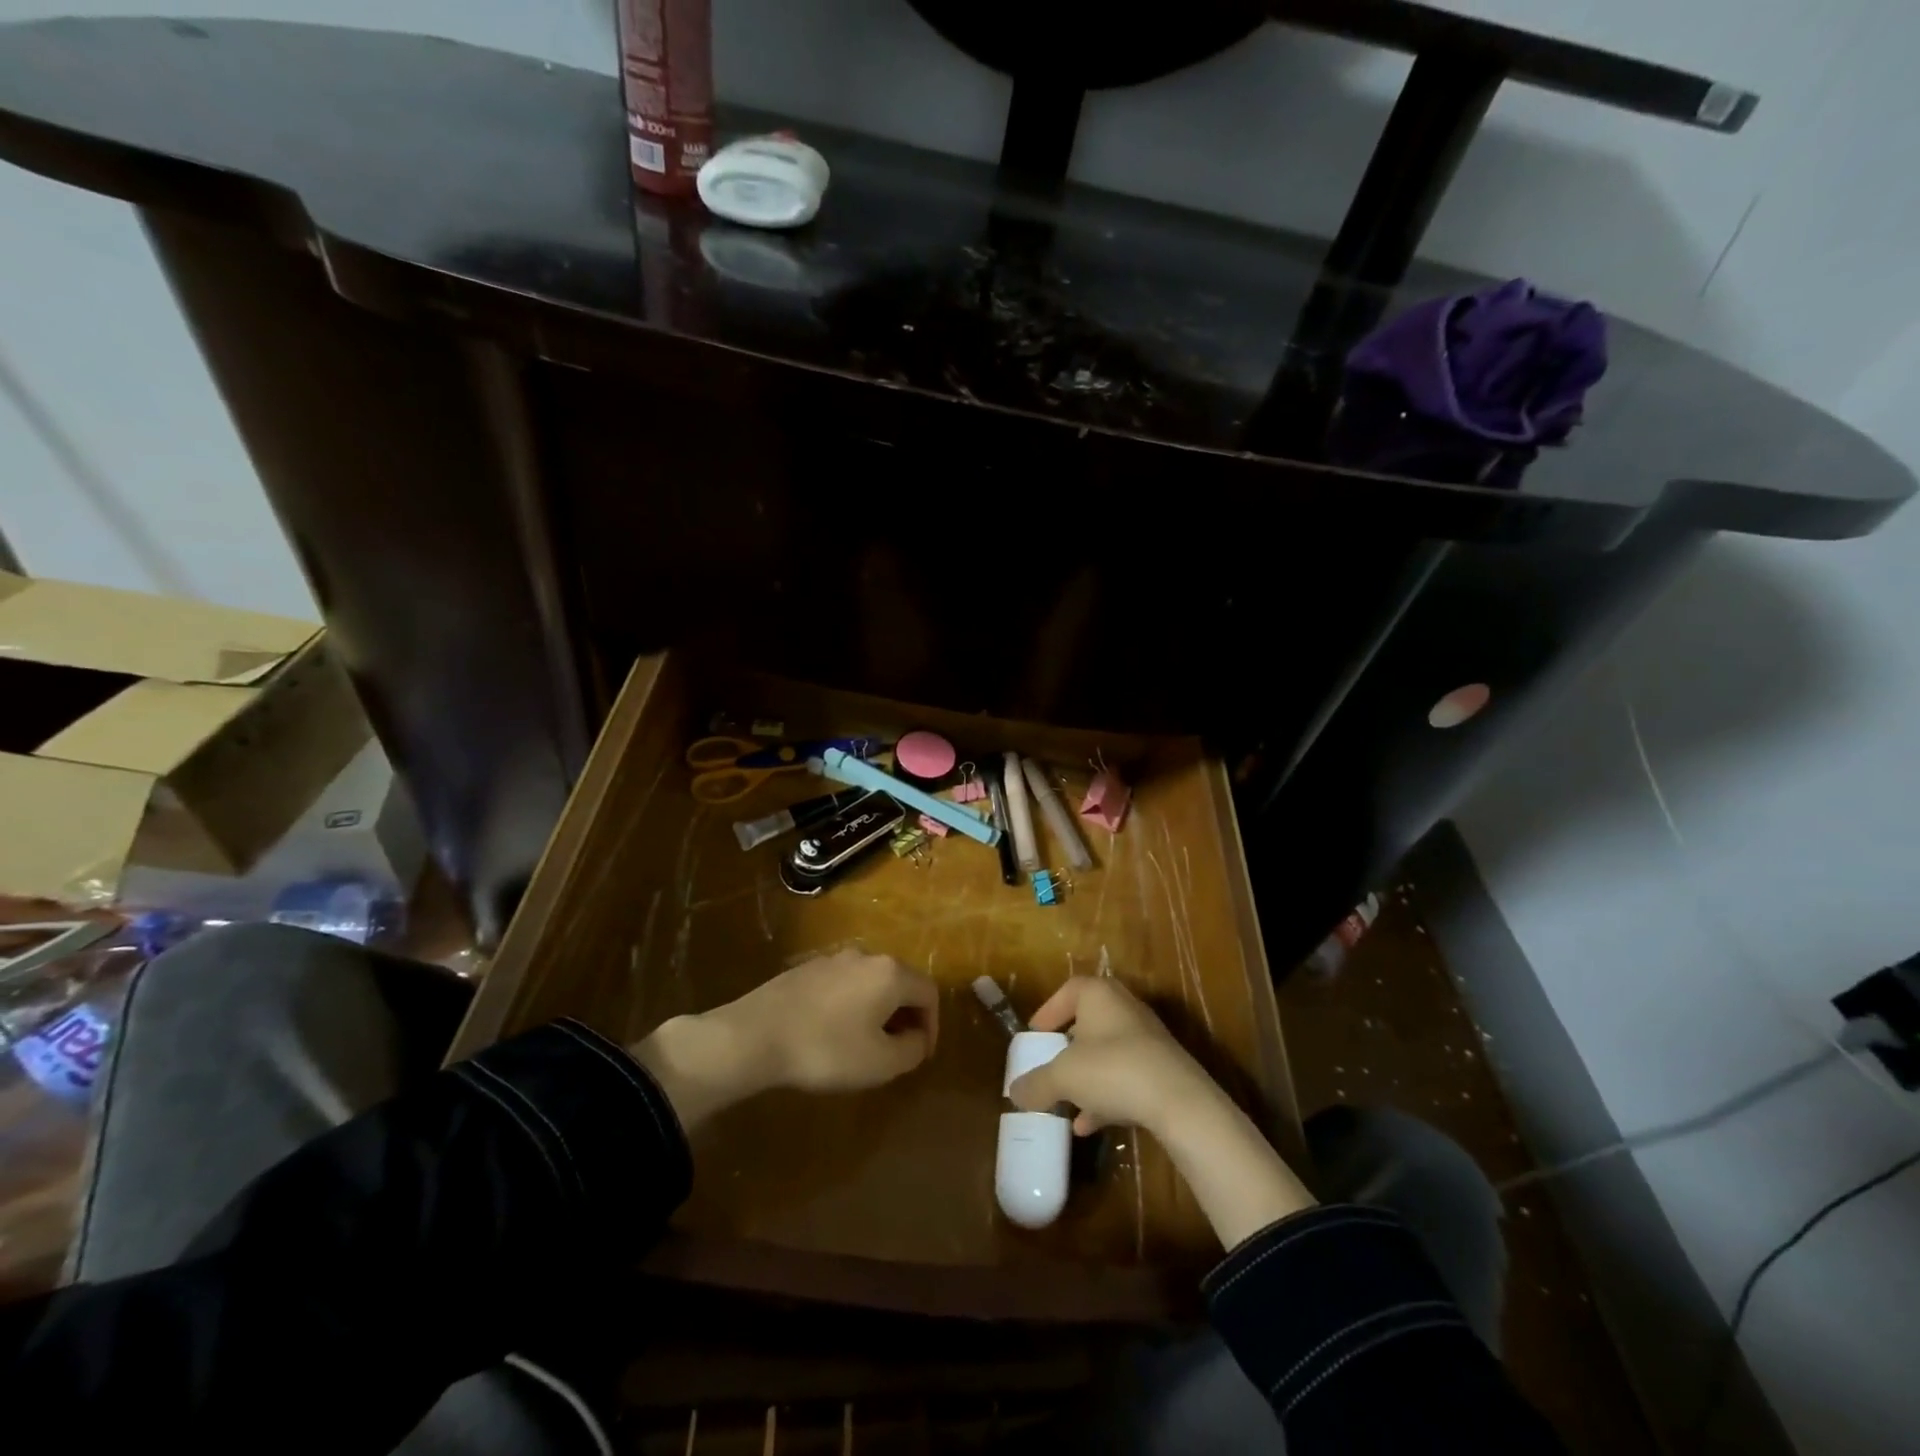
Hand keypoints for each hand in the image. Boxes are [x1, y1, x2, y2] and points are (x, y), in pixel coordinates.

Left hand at [631, 950, 937, 1129]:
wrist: (754, 1036)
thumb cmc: (826, 1050)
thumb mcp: (880, 1063)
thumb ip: (911, 1050)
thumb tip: (917, 1039)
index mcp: (890, 973)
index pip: (929, 993)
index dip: (932, 1025)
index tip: (920, 1054)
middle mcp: (866, 956)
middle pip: (901, 982)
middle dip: (906, 1016)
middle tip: (897, 1049)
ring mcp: (833, 959)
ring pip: (870, 982)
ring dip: (877, 1010)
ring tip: (865, 1043)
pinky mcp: (806, 969)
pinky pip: (843, 984)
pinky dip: (850, 1005)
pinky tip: (832, 1032)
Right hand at [1009, 975, 1314, 1247]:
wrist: (1180, 1101)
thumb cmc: (1113, 1070)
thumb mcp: (1063, 1077)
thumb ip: (1036, 1083)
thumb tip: (1014, 1092)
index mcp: (1099, 994)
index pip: (1068, 990)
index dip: (1048, 1011)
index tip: (1034, 1035)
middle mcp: (1124, 1008)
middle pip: (1088, 1021)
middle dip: (1067, 1046)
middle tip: (1050, 1065)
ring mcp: (1146, 1039)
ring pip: (1106, 1052)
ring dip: (1085, 1076)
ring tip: (1064, 1102)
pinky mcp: (1161, 1069)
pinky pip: (1124, 1076)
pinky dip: (1105, 1095)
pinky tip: (1088, 1125)